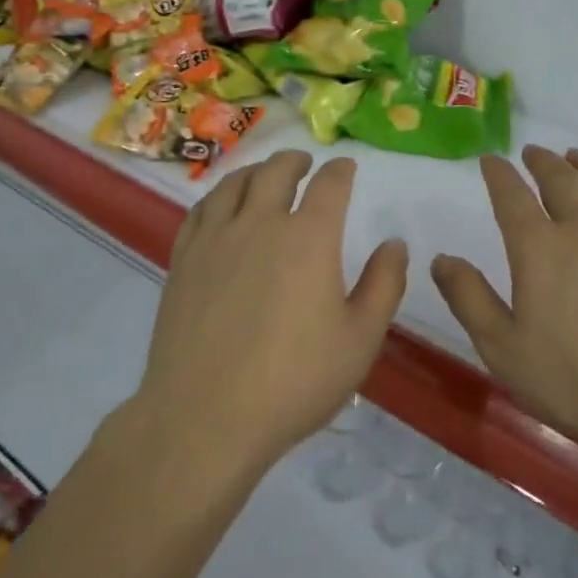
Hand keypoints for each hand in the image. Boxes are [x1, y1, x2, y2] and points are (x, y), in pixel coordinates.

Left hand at [134, 150, 408, 472]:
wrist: (206, 416)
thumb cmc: (294, 382)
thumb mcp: (360, 340)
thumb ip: (384, 285)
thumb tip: (394, 244)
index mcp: (309, 237)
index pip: (329, 184)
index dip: (341, 170)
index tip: (346, 167)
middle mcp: (260, 222)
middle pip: (277, 171)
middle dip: (296, 161)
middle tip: (305, 163)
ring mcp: (216, 238)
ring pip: (235, 183)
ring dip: (256, 170)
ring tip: (264, 175)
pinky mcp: (183, 259)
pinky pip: (201, 209)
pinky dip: (218, 195)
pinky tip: (222, 205)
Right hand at [432, 146, 577, 470]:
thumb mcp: (504, 349)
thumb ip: (469, 299)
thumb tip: (441, 259)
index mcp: (540, 248)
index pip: (512, 196)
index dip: (499, 174)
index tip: (490, 160)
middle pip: (561, 180)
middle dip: (542, 161)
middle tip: (531, 152)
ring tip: (573, 155)